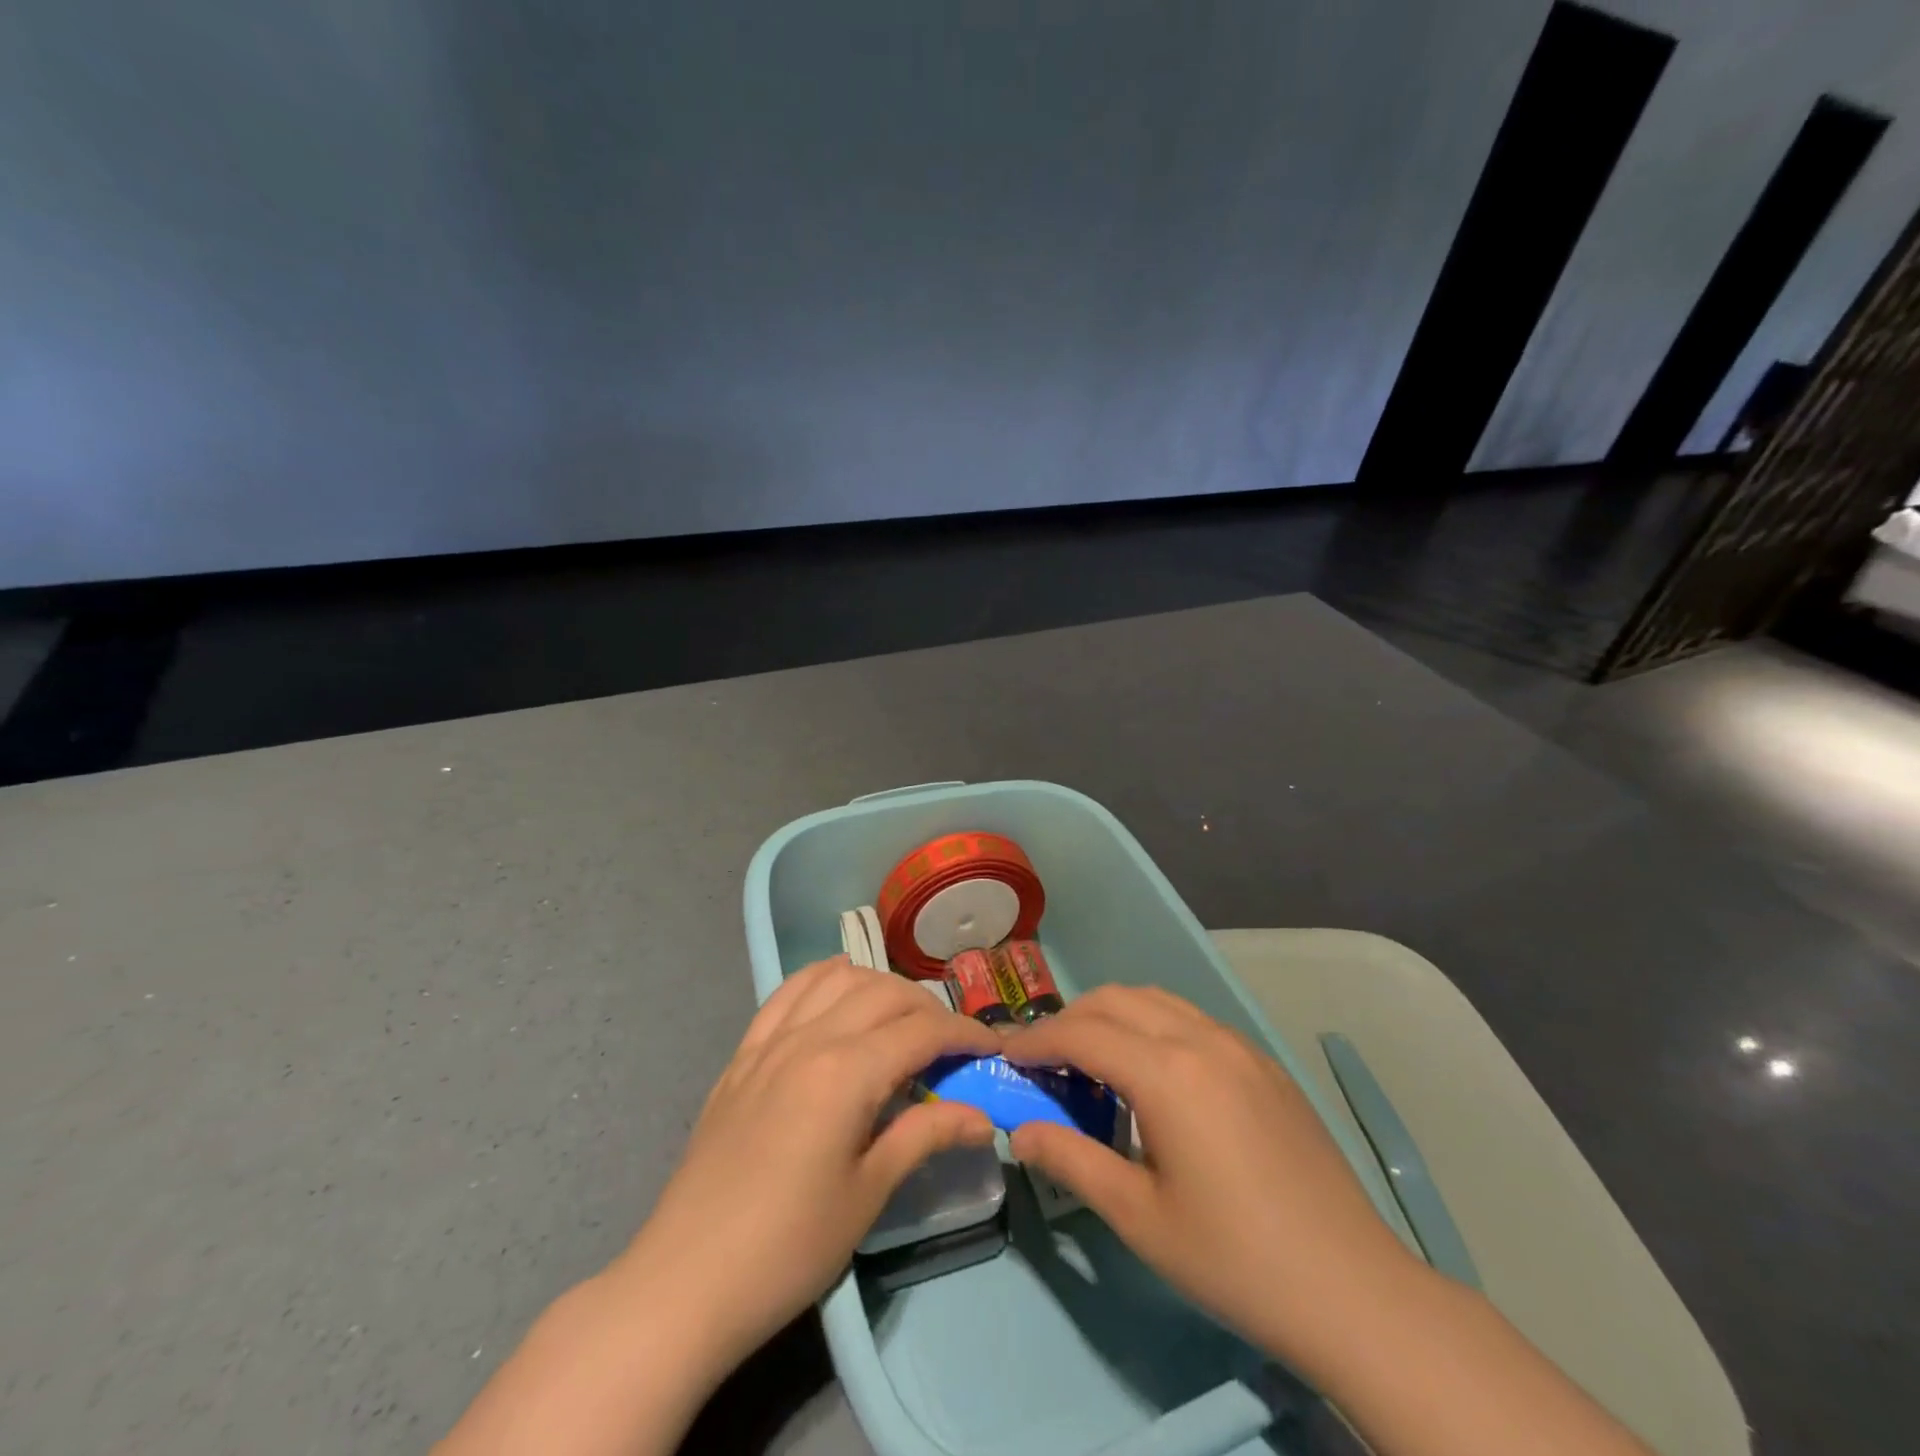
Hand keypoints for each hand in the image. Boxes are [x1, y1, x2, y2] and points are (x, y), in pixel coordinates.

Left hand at [624, 956, 999, 1370]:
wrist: (686, 1282)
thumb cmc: (788, 1247)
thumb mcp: (868, 1193)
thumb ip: (926, 1135)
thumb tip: (983, 1115)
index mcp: (845, 1072)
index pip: (921, 1030)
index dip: (965, 1033)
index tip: (993, 1048)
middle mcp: (809, 1038)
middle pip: (884, 993)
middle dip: (928, 1009)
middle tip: (951, 1046)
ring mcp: (770, 1041)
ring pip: (837, 977)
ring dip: (879, 986)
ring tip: (899, 1020)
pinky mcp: (743, 1054)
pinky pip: (788, 991)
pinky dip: (823, 978)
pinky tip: (839, 989)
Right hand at [1003, 985, 1421, 1374]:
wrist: (1352, 1290)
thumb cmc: (1234, 1259)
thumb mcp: (1139, 1217)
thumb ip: (1070, 1161)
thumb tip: (1019, 1130)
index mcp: (1167, 1073)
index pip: (1082, 1033)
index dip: (1037, 1040)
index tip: (1005, 1055)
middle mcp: (1201, 1039)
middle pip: (1116, 1000)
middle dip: (1071, 1020)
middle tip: (1045, 1061)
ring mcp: (1238, 1046)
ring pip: (1156, 1000)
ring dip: (1113, 1016)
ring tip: (1094, 1061)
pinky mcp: (1264, 1063)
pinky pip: (1192, 1020)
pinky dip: (1154, 1026)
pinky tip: (1155, 1075)